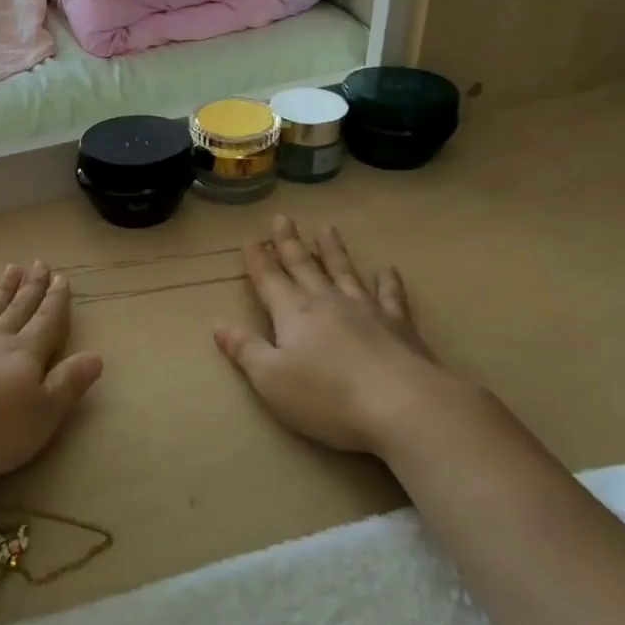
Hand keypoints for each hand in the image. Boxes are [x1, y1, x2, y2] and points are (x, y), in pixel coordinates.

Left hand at [0, 261, 102, 479]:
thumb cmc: (0, 427)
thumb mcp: (46, 411)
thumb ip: (69, 382)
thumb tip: (96, 356)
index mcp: (27, 353)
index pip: (47, 320)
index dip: (56, 300)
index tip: (61, 278)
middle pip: (18, 309)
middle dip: (31, 287)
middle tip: (37, 263)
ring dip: (1, 292)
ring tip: (9, 270)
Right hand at [214, 215, 468, 454]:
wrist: (404, 406)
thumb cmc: (328, 396)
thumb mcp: (271, 379)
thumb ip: (245, 350)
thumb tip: (219, 325)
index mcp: (293, 313)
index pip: (269, 279)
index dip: (258, 259)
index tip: (250, 238)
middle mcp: (326, 302)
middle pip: (303, 266)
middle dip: (289, 243)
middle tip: (282, 218)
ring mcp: (365, 310)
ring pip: (344, 271)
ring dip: (333, 250)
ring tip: (326, 228)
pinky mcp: (399, 325)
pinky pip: (390, 296)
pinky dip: (388, 282)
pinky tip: (388, 271)